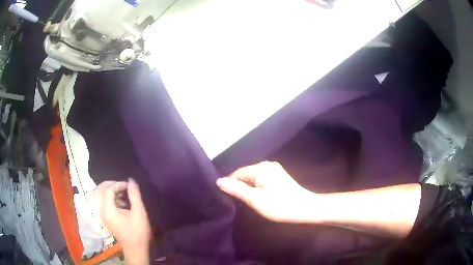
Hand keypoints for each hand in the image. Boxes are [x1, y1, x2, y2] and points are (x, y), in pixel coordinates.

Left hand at [94, 179, 150, 264]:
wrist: (135, 249)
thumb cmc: (138, 232)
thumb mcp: (139, 213)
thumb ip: (134, 195)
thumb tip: (131, 181)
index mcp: (108, 210)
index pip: (107, 190)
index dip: (117, 184)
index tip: (128, 186)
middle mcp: (101, 211)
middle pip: (99, 191)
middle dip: (109, 184)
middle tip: (122, 185)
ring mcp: (102, 215)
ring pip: (98, 196)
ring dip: (108, 191)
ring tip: (121, 193)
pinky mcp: (105, 218)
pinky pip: (101, 202)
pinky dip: (108, 198)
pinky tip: (120, 202)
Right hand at [217, 161, 316, 222]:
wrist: (305, 208)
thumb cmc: (279, 205)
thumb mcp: (255, 199)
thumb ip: (236, 189)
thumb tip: (219, 181)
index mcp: (260, 167)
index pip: (237, 173)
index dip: (230, 185)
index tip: (225, 199)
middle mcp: (267, 164)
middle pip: (245, 175)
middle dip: (239, 187)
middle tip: (235, 202)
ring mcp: (274, 170)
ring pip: (253, 178)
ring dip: (248, 188)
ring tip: (245, 201)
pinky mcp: (279, 177)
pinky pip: (261, 180)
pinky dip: (257, 188)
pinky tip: (257, 197)